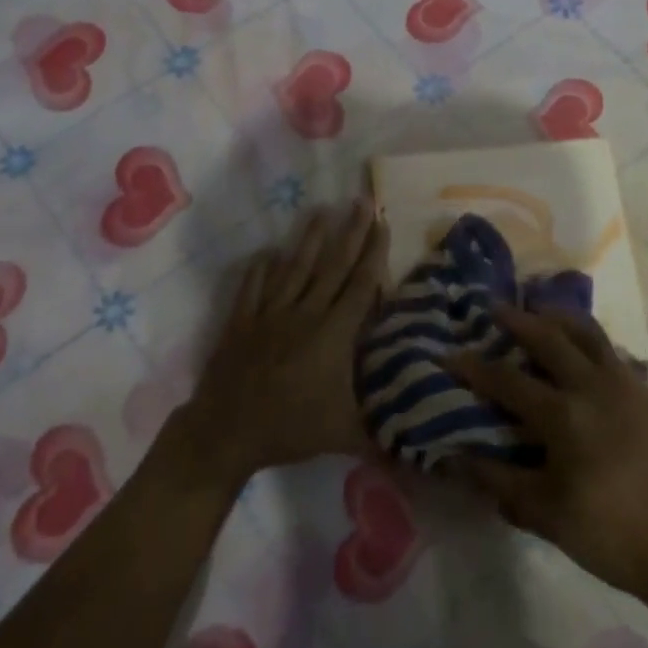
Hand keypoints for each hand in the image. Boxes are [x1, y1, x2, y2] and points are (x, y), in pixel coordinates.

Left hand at [178, 201, 387, 489]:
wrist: (225, 432)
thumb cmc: (289, 429)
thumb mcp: (343, 434)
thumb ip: (381, 432)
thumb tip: (421, 446)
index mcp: (333, 333)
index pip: (359, 284)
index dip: (373, 253)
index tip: (383, 223)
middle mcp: (304, 312)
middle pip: (332, 265)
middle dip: (350, 232)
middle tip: (362, 202)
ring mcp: (270, 312)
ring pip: (294, 267)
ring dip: (309, 237)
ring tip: (321, 209)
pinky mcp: (243, 319)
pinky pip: (254, 285)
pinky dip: (261, 267)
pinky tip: (267, 251)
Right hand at [450, 305, 647, 604]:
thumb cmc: (607, 533)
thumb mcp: (543, 513)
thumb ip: (497, 480)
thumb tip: (455, 457)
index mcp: (564, 415)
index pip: (508, 380)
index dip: (475, 367)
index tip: (449, 353)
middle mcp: (593, 386)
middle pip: (549, 338)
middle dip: (518, 320)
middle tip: (495, 308)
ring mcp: (625, 385)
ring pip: (588, 333)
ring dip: (559, 318)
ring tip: (540, 310)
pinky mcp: (646, 394)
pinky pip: (612, 351)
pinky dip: (590, 339)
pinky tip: (582, 348)